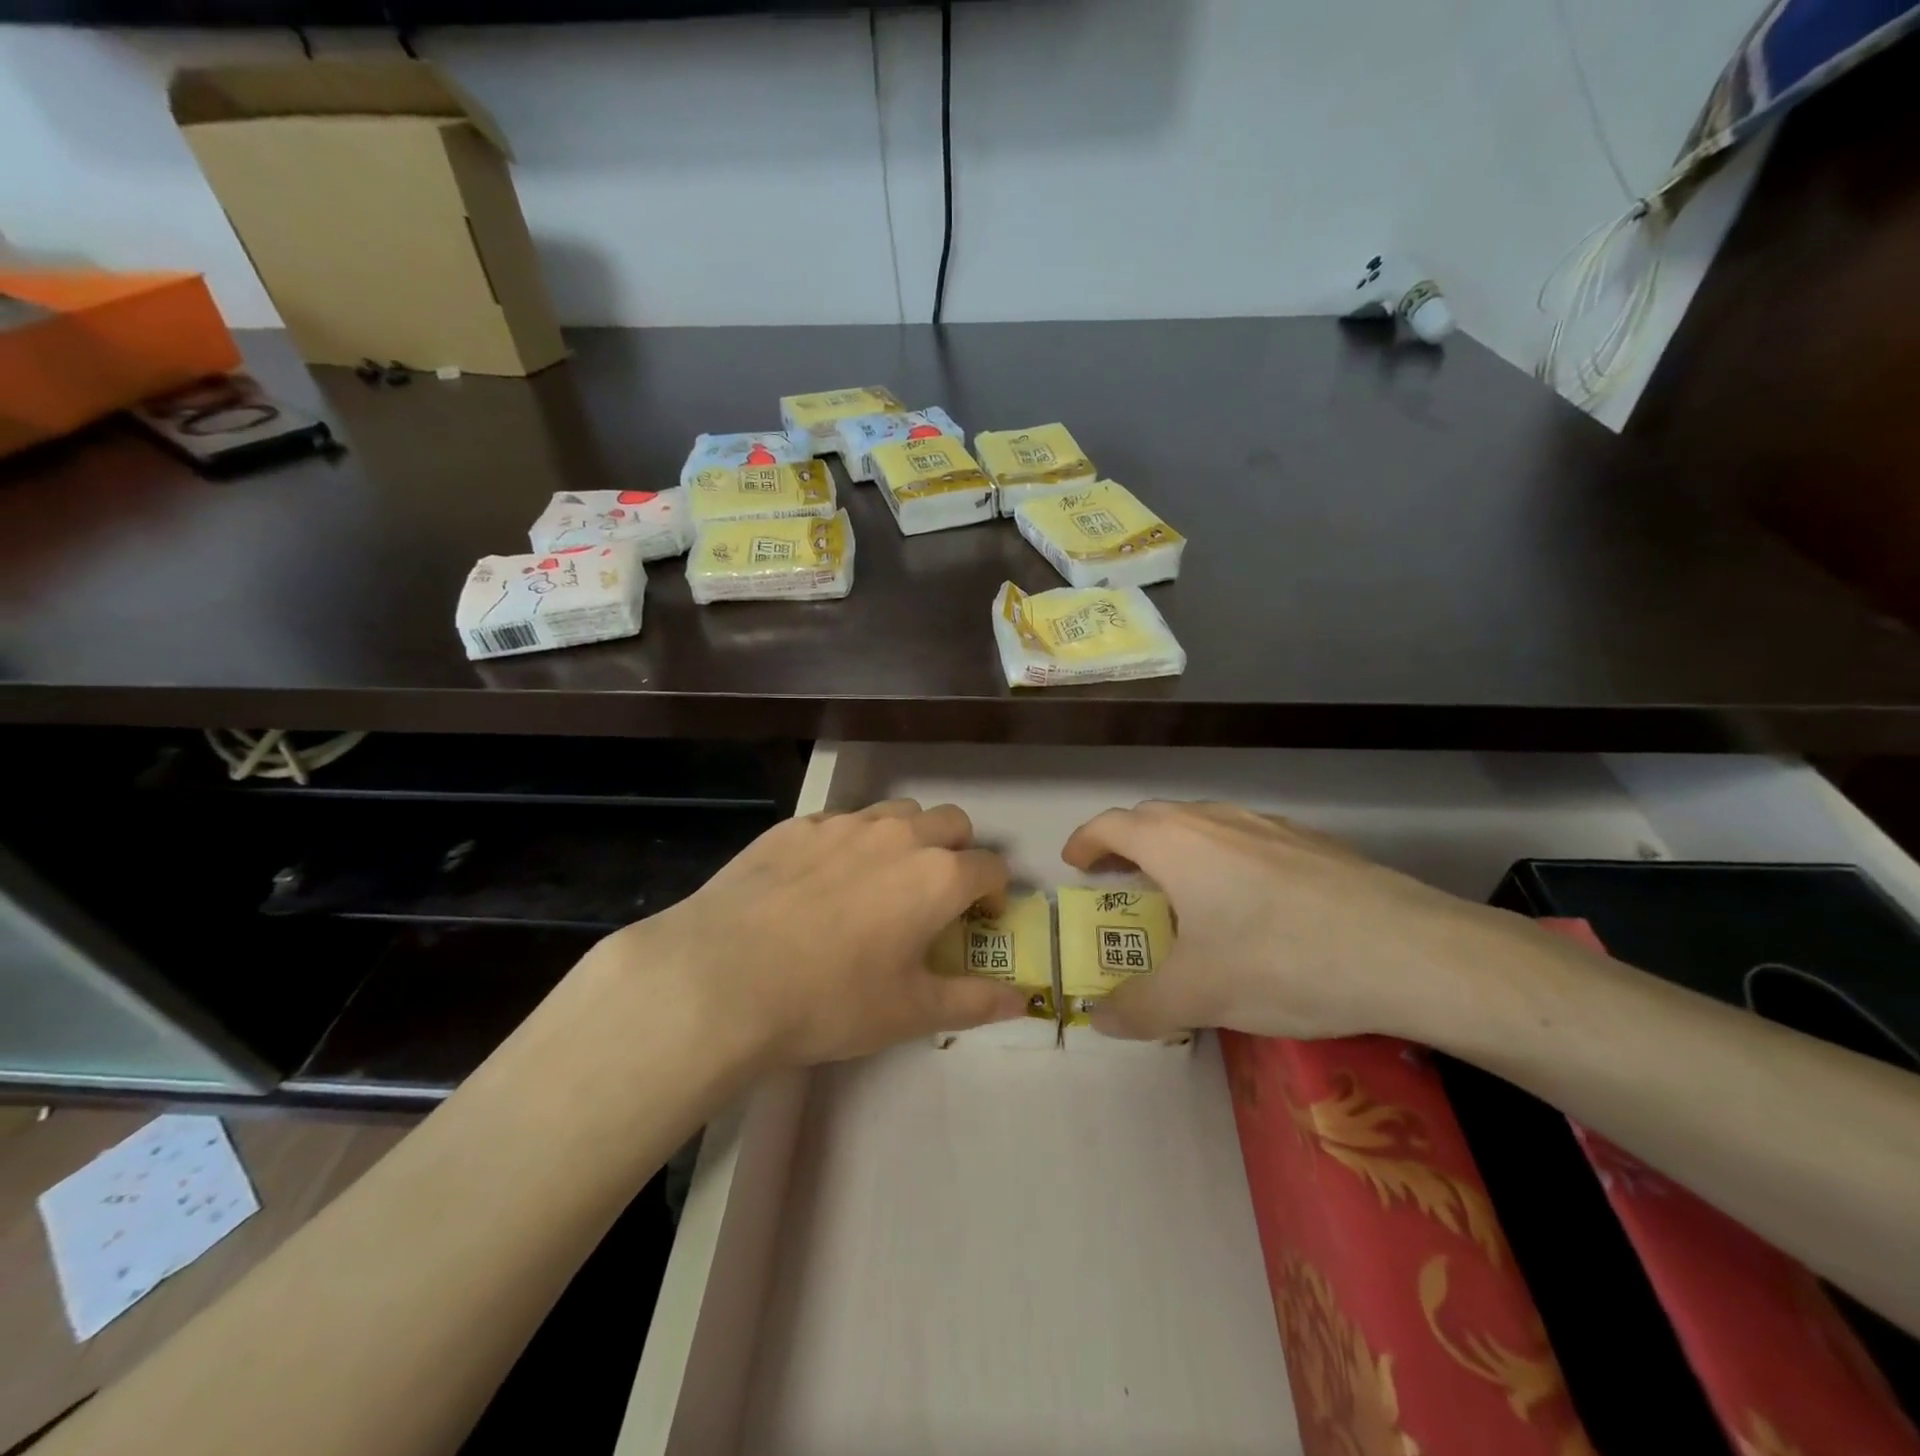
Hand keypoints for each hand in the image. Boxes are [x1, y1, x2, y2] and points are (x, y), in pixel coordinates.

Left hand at [588, 800, 1028, 1068]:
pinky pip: (842, 820)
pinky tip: (822, 881)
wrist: (721, 977)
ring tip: (882, 881)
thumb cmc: (829, 1000)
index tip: (978, 921)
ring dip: (908, 837)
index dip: (994, 894)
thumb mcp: (910, 1012)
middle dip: (958, 852)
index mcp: (937, 876)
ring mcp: (843, 824)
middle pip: (952, 822)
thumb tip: (1025, 1000)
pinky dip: (852, 842)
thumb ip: (975, 1002)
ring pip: (898, 812)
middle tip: (936, 897)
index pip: (991, 867)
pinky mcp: (796, 825)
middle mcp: (898, 835)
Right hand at [1060, 800, 1506, 1041]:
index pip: (1112, 825)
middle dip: (1127, 842)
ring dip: (1176, 847)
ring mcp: (1269, 826)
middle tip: (1118, 877)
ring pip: (1204, 823)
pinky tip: (1249, 902)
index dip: (1086, 840)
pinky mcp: (1312, 844)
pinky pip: (1246, 839)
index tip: (1074, 862)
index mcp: (1177, 843)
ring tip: (1180, 889)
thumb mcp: (1199, 995)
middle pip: (1155, 817)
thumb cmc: (1282, 961)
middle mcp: (1216, 821)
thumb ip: (1139, 1007)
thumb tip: (1100, 1020)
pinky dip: (1223, 857)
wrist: (1411, 952)